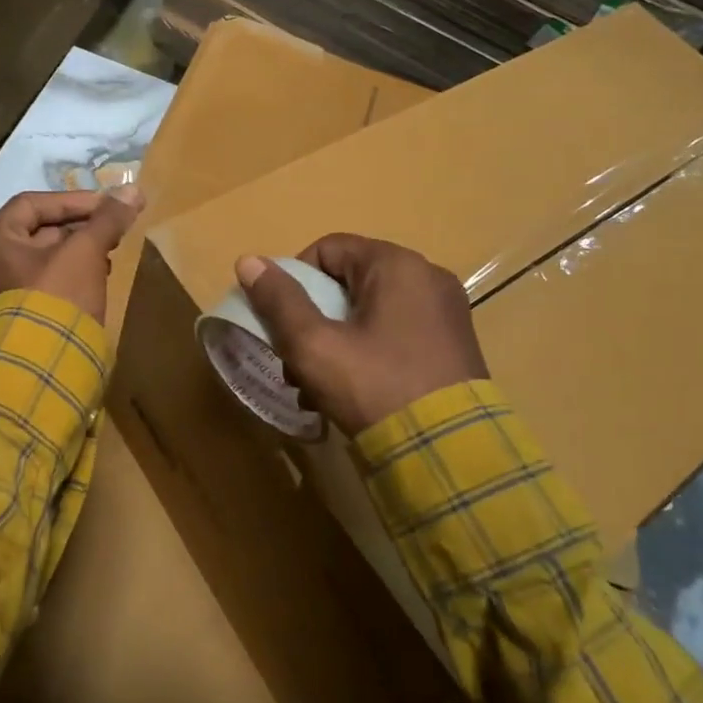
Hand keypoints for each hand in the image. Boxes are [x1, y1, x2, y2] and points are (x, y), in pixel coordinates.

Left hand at [0, 186, 143, 324]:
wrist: (45, 365)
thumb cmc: (56, 296)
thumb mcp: (85, 252)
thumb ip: (107, 219)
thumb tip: (134, 190)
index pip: (32, 203)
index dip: (72, 200)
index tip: (106, 205)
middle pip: (41, 230)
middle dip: (80, 225)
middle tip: (112, 227)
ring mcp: (8, 289)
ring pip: (48, 255)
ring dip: (81, 248)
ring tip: (110, 251)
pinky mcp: (26, 310)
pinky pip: (51, 279)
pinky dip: (75, 271)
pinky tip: (100, 275)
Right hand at [237, 234, 485, 436]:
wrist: (449, 453)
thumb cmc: (374, 387)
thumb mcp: (314, 345)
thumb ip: (279, 301)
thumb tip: (247, 260)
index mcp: (396, 265)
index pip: (328, 249)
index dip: (296, 281)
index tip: (282, 322)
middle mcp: (427, 277)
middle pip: (349, 283)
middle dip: (314, 320)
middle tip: (295, 362)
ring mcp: (446, 312)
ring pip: (370, 311)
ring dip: (336, 341)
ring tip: (315, 388)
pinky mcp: (455, 345)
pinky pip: (397, 332)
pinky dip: (368, 352)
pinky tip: (350, 393)